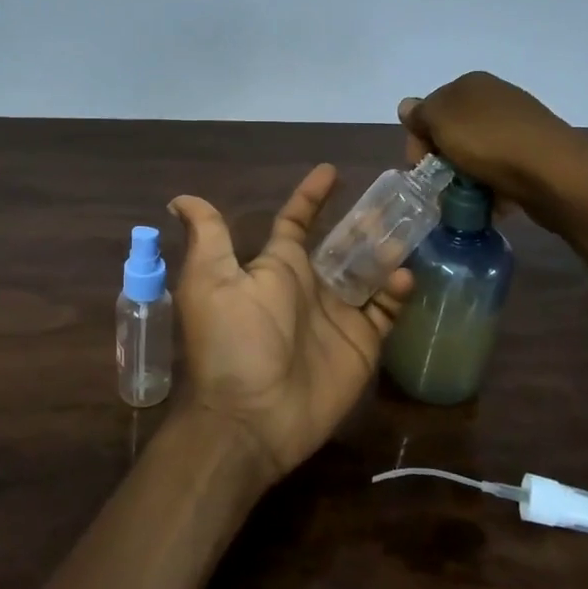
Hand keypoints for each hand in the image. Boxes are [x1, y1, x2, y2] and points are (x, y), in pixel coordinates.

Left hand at [167, 164, 411, 484]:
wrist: (252, 417)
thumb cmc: (232, 342)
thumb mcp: (210, 282)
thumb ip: (208, 236)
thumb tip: (180, 198)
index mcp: (278, 267)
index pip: (297, 222)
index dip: (312, 197)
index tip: (332, 171)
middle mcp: (310, 286)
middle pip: (344, 244)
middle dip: (365, 222)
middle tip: (393, 199)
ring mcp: (338, 315)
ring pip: (370, 272)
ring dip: (387, 250)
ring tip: (407, 230)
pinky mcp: (361, 344)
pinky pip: (385, 311)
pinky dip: (398, 292)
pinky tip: (403, 277)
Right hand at [397, 71, 587, 218]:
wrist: (554, 172)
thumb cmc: (489, 142)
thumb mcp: (442, 121)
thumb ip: (420, 113)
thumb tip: (407, 106)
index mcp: (470, 84)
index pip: (429, 110)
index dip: (418, 140)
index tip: (420, 167)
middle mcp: (494, 98)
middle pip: (451, 133)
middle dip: (441, 161)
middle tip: (442, 186)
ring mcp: (516, 124)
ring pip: (474, 154)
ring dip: (465, 178)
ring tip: (467, 200)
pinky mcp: (533, 152)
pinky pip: (499, 169)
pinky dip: (491, 186)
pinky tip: (492, 202)